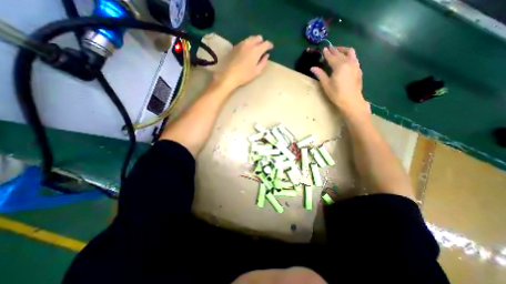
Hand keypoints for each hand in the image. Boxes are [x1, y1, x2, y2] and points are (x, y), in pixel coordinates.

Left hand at [214, 34, 274, 89]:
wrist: (230, 75)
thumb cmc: (245, 75)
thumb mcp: (257, 71)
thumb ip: (263, 62)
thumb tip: (266, 55)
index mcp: (256, 50)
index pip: (266, 43)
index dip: (270, 45)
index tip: (271, 48)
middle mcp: (249, 44)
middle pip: (258, 38)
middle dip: (262, 42)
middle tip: (263, 49)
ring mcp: (241, 44)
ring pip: (251, 38)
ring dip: (255, 42)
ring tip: (255, 48)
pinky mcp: (235, 46)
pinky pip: (244, 41)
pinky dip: (248, 43)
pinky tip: (248, 50)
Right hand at [311, 46, 370, 117]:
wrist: (351, 101)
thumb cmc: (336, 94)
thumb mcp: (326, 85)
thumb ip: (320, 74)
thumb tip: (312, 68)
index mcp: (339, 66)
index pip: (332, 57)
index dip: (327, 53)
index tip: (323, 49)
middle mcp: (348, 62)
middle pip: (340, 53)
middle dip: (334, 50)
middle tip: (329, 48)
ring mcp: (355, 65)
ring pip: (350, 52)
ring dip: (343, 50)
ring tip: (338, 51)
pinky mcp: (359, 69)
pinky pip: (354, 58)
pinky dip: (348, 56)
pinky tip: (345, 60)